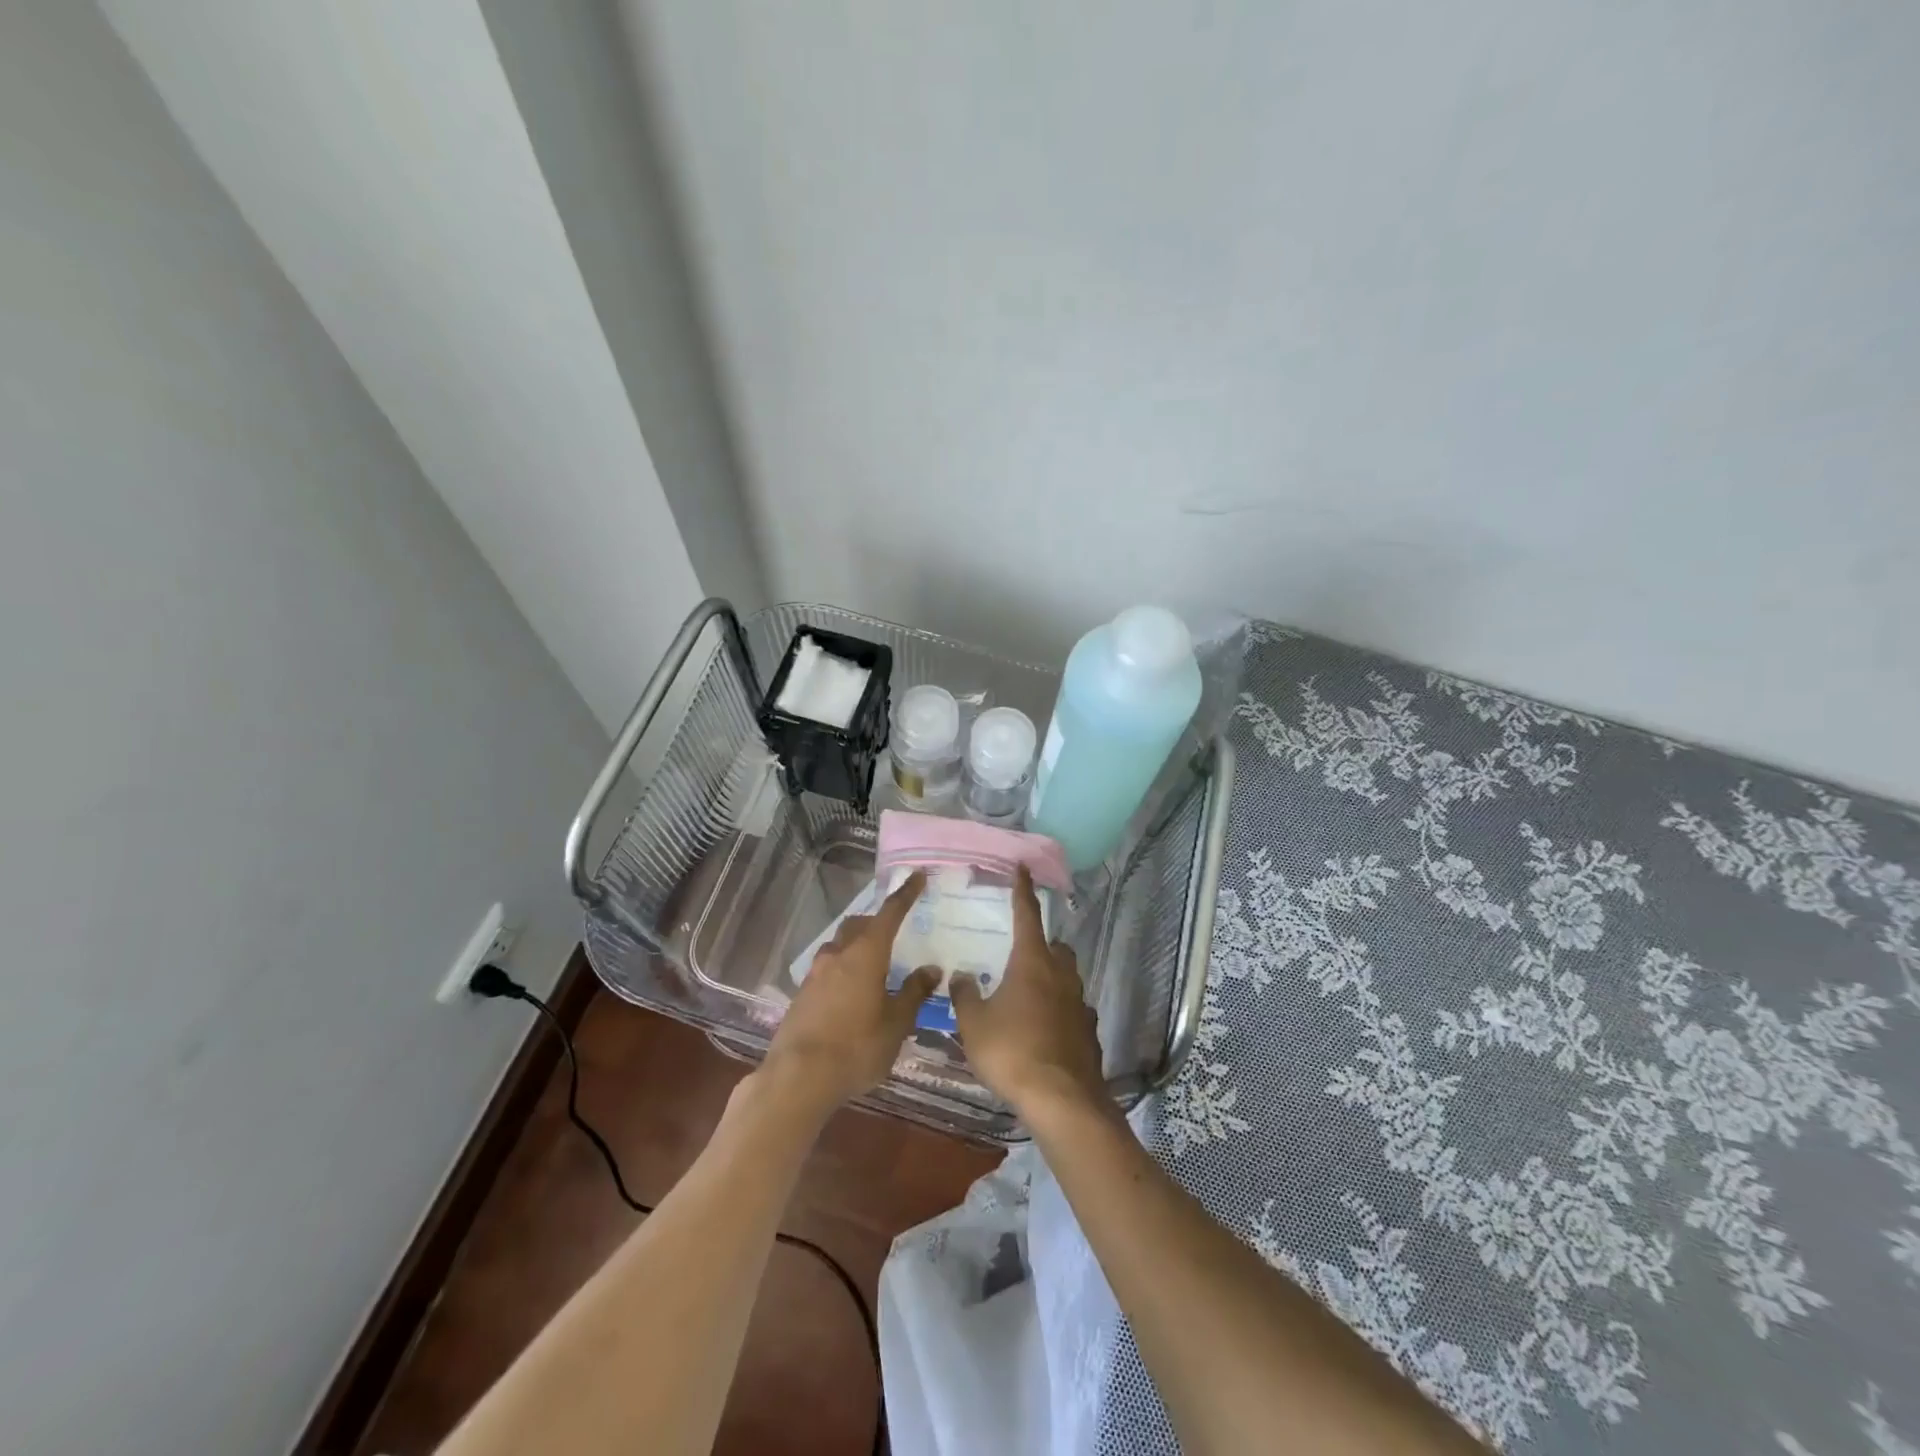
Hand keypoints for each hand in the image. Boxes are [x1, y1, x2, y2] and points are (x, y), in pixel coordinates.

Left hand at [761, 871, 938, 1118]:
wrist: (798, 1078)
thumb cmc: (856, 1047)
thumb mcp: (896, 1024)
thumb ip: (914, 992)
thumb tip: (930, 969)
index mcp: (866, 954)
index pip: (890, 913)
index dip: (905, 894)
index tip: (916, 876)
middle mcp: (839, 955)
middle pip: (859, 925)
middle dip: (877, 922)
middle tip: (895, 932)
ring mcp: (816, 974)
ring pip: (840, 946)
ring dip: (857, 946)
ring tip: (874, 966)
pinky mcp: (802, 994)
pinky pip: (828, 969)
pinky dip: (844, 970)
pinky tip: (852, 993)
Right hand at [951, 866, 1107, 1119]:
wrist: (1061, 1099)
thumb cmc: (1011, 1051)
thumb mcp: (974, 1023)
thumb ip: (966, 995)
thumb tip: (962, 976)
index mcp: (1032, 962)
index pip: (1027, 915)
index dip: (1022, 890)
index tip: (1022, 868)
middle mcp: (1060, 975)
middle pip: (1055, 947)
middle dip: (1041, 945)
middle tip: (1020, 955)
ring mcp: (1079, 1004)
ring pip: (1067, 978)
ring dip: (1051, 979)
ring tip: (1028, 996)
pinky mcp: (1089, 1032)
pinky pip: (1072, 1010)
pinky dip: (1059, 1011)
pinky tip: (1044, 1030)